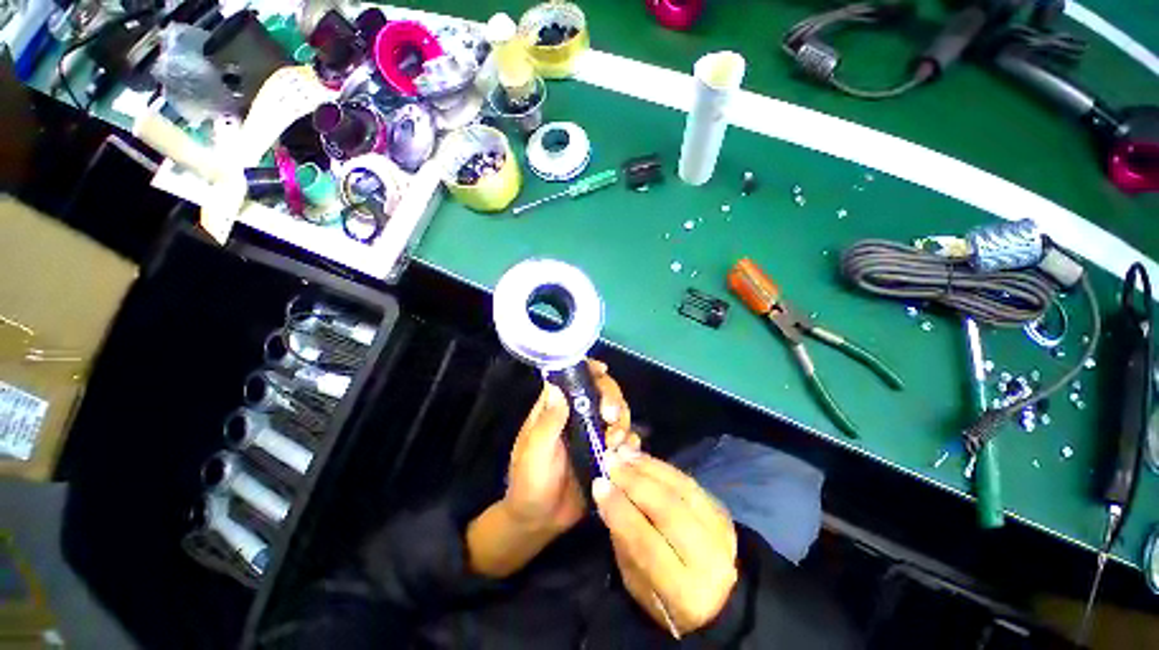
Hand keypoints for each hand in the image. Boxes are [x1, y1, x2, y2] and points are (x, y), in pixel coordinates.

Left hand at [503, 360, 637, 534]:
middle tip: (611, 417)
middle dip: (612, 399)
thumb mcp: (534, 452)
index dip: (589, 369)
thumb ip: (547, 423)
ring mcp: (594, 433)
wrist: (540, 521)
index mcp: (556, 408)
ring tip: (615, 443)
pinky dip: (631, 442)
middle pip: (603, 392)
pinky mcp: (606, 453)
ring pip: (618, 413)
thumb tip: (557, 388)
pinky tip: (625, 454)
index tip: (602, 371)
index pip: (574, 378)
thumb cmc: (529, 482)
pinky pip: (626, 440)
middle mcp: (578, 415)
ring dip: (622, 422)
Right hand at [594, 449, 737, 635]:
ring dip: (647, 467)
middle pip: (668, 510)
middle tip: (609, 462)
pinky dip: (661, 466)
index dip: (621, 510)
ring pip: (680, 489)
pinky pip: (688, 481)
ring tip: (622, 453)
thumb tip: (606, 494)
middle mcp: (710, 560)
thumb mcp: (636, 582)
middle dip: (634, 482)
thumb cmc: (665, 598)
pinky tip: (641, 457)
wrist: (719, 597)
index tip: (598, 484)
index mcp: (685, 593)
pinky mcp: (722, 511)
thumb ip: (622, 538)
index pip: (647, 544)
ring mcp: (721, 531)